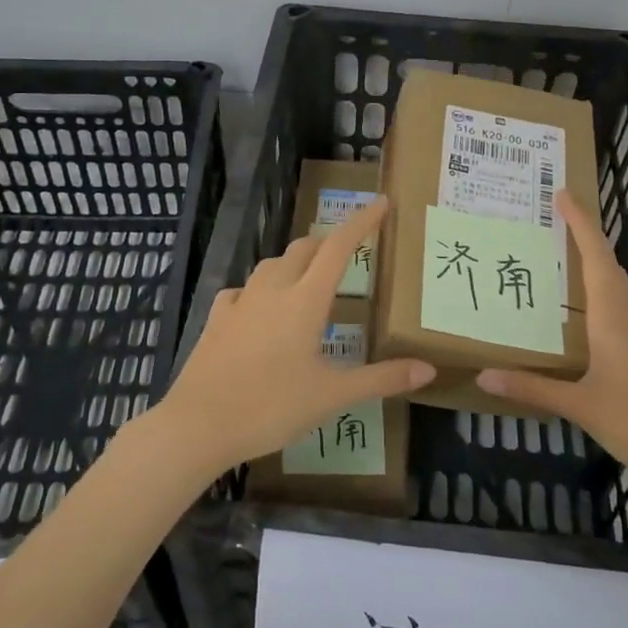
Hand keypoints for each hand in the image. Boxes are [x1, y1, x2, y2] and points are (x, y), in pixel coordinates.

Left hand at [156, 197, 434, 475]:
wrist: (199, 425)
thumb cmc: (272, 407)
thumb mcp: (332, 396)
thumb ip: (381, 379)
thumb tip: (428, 369)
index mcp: (305, 300)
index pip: (339, 248)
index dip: (361, 222)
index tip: (381, 202)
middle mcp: (272, 290)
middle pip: (303, 248)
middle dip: (327, 243)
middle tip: (347, 254)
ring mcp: (240, 302)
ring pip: (272, 264)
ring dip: (294, 262)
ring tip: (308, 279)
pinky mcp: (217, 318)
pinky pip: (242, 289)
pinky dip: (259, 289)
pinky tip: (259, 307)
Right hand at [476, 189, 627, 499]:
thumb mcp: (583, 405)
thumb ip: (533, 388)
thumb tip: (483, 376)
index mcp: (614, 313)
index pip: (595, 253)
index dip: (579, 221)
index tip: (562, 193)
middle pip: (605, 264)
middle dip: (579, 239)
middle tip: (545, 224)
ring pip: (614, 289)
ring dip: (588, 269)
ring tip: (553, 265)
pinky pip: (619, 312)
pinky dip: (597, 301)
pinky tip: (579, 321)